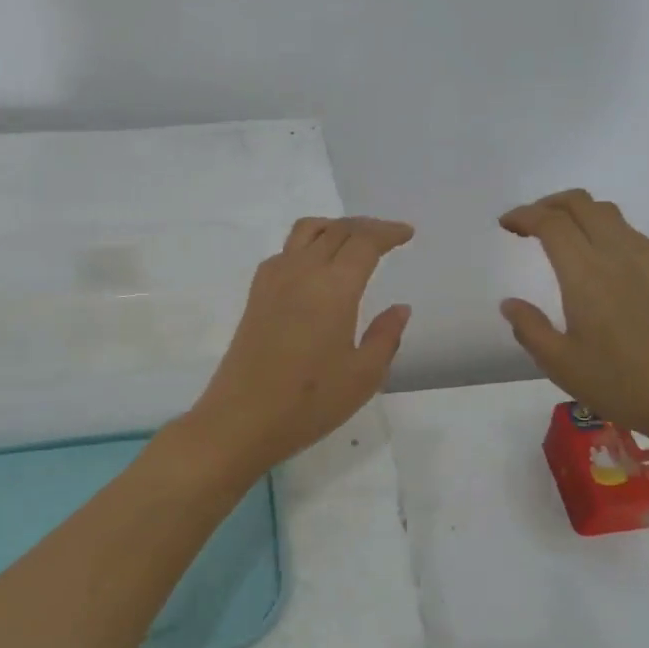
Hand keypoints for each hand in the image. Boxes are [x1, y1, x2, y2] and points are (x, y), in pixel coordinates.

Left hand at [179, 216, 412, 477]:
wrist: (241, 420)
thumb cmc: (309, 402)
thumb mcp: (363, 376)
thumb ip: (386, 336)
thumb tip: (399, 308)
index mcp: (333, 287)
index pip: (364, 242)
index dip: (388, 233)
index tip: (407, 233)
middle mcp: (302, 271)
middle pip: (336, 230)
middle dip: (366, 227)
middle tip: (387, 237)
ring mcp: (273, 280)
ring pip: (306, 231)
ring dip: (334, 228)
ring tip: (352, 242)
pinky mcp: (256, 295)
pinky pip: (286, 251)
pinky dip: (309, 244)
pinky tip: (316, 268)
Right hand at [499, 190, 648, 438]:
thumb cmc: (615, 381)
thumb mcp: (558, 362)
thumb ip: (529, 328)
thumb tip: (510, 304)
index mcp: (585, 275)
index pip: (552, 223)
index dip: (524, 216)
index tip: (505, 225)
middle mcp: (614, 255)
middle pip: (581, 204)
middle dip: (548, 204)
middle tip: (526, 225)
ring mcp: (640, 261)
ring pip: (606, 210)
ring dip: (575, 210)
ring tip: (555, 232)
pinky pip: (624, 228)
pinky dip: (599, 223)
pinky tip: (591, 250)